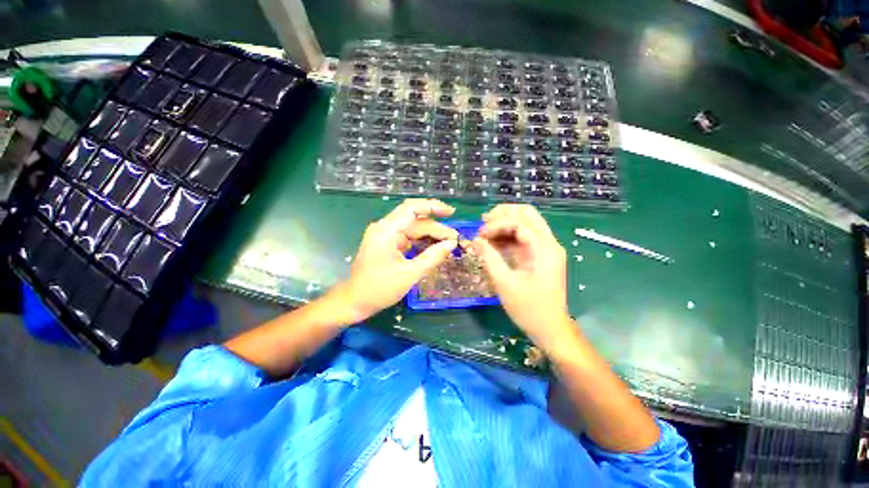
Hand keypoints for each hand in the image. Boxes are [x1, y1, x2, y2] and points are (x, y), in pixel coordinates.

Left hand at [328, 199, 458, 323]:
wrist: (355, 302)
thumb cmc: (379, 289)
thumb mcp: (410, 274)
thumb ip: (433, 257)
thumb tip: (452, 244)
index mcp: (387, 230)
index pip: (412, 208)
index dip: (433, 206)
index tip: (451, 212)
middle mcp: (385, 228)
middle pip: (415, 221)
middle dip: (436, 229)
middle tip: (455, 240)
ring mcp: (386, 237)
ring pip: (413, 230)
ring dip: (431, 237)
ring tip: (448, 245)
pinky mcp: (387, 245)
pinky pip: (408, 239)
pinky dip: (422, 243)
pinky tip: (434, 249)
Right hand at [472, 204, 573, 353]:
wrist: (550, 328)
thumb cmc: (528, 308)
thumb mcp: (504, 282)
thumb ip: (489, 257)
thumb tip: (475, 239)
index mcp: (544, 249)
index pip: (519, 222)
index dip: (497, 224)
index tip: (479, 235)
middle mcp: (549, 243)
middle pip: (527, 214)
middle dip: (503, 214)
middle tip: (483, 222)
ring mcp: (546, 248)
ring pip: (526, 223)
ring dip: (505, 224)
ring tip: (485, 233)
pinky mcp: (540, 255)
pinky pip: (523, 237)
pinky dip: (508, 236)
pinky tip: (493, 242)